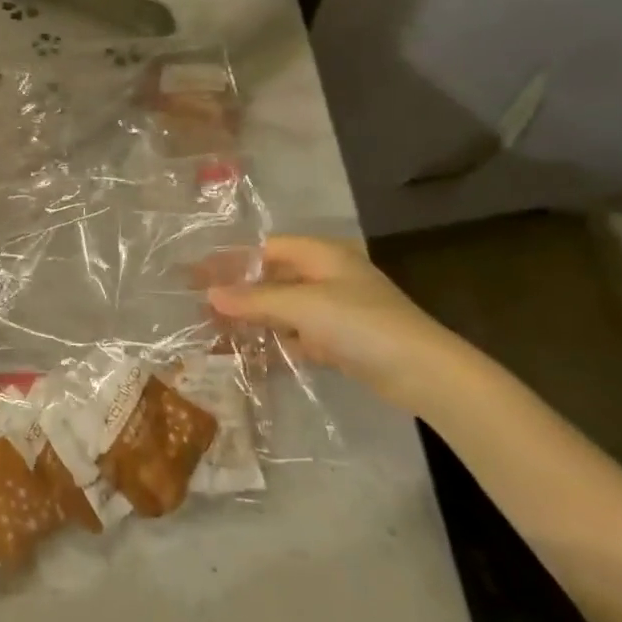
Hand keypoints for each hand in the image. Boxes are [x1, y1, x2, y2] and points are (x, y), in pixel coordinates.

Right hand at [207, 236, 477, 413]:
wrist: (423, 372)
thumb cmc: (360, 324)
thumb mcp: (302, 306)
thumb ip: (255, 299)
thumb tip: (210, 294)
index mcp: (321, 255)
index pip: (266, 249)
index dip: (232, 261)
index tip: (198, 276)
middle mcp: (327, 276)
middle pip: (273, 279)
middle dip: (239, 292)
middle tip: (202, 307)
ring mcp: (335, 310)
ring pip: (283, 309)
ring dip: (254, 319)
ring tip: (216, 332)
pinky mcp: (341, 341)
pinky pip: (297, 335)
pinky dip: (276, 342)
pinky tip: (251, 354)